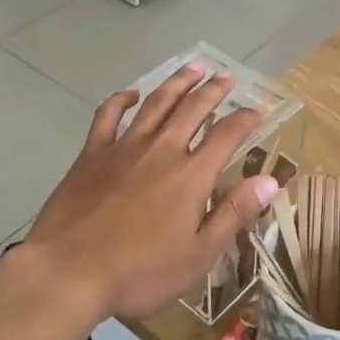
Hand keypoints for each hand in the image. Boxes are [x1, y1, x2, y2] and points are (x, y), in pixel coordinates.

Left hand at [23, 67, 277, 320]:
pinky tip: (132, 94)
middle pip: (192, 109)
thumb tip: (271, 181)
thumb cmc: (139, 271)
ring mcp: (123, 147)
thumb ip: (234, 213)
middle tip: (226, 75)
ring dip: (177, 83)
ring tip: (193, 67)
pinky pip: (108, 115)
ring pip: (156, 103)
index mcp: (191, 175)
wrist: (69, 271)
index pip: (227, 136)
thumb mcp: (198, 254)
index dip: (247, 119)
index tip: (260, 108)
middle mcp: (161, 150)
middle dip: (213, 90)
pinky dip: (122, 100)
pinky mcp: (92, 153)